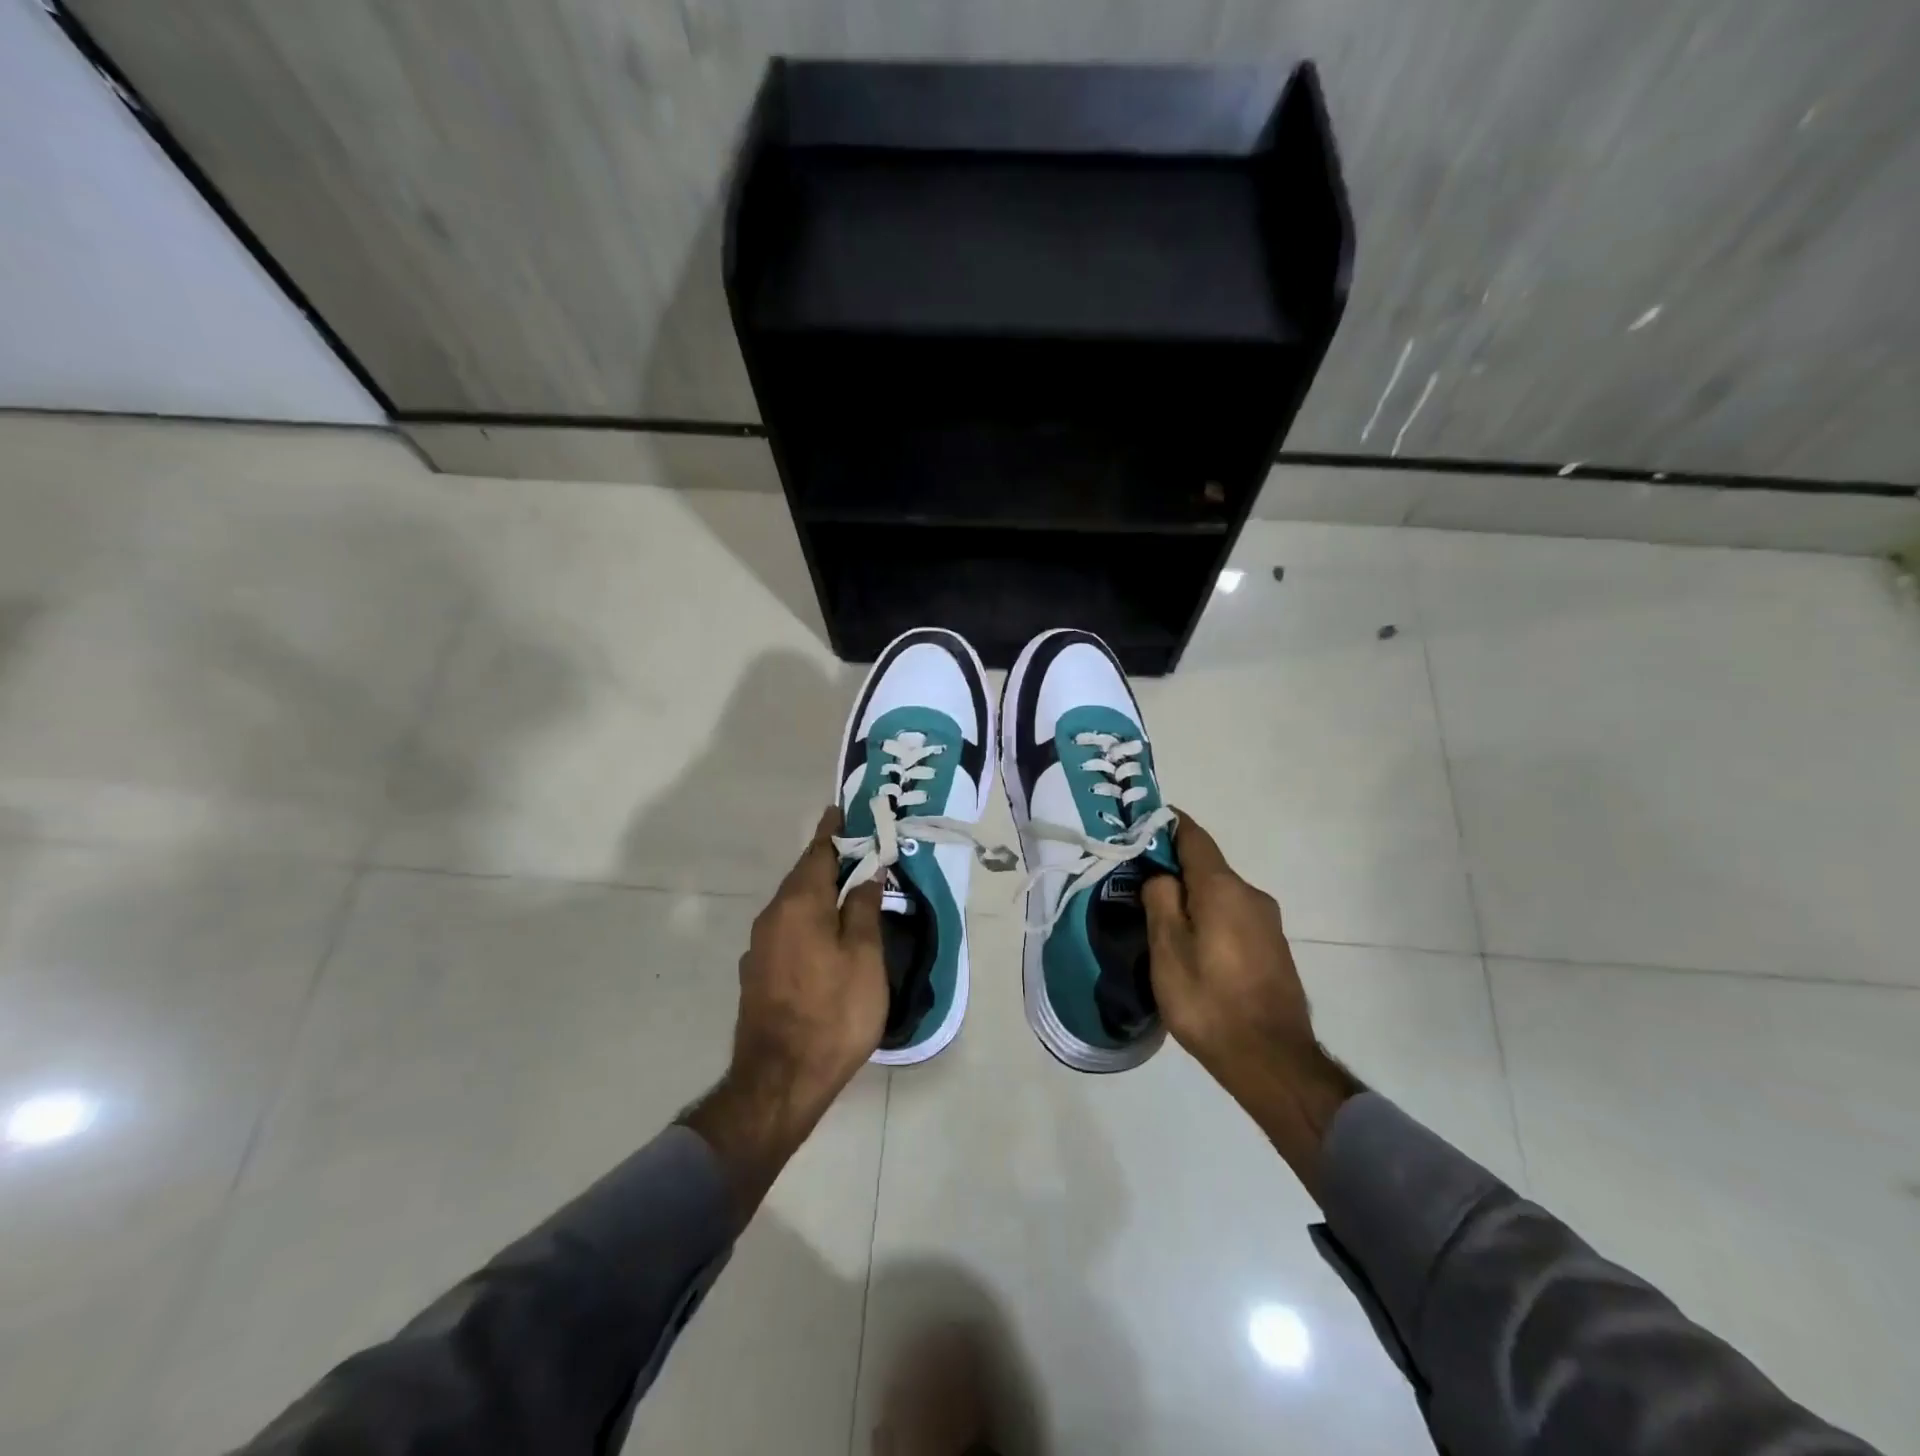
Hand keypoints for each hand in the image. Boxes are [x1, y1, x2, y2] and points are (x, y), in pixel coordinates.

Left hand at [684, 807, 887, 1216]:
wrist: (779, 1080)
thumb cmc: (833, 1012)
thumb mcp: (863, 957)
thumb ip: (862, 908)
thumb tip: (866, 872)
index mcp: (798, 904)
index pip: (817, 853)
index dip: (832, 831)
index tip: (842, 811)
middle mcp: (771, 917)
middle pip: (803, 877)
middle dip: (828, 861)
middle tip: (859, 851)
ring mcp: (759, 947)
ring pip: (793, 905)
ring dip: (818, 892)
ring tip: (847, 890)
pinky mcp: (757, 973)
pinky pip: (787, 929)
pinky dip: (808, 919)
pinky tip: (825, 933)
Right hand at [1142, 811, 1360, 1198]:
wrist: (1271, 1060)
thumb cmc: (1209, 1000)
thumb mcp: (1167, 949)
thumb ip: (1160, 900)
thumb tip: (1161, 876)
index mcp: (1223, 887)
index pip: (1192, 836)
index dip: (1165, 825)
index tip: (1138, 825)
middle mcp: (1251, 895)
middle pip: (1206, 867)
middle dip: (1172, 868)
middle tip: (1136, 885)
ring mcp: (1267, 923)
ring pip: (1219, 895)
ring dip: (1190, 898)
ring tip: (1159, 922)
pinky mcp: (1273, 949)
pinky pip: (1232, 918)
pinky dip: (1208, 919)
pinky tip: (1191, 949)